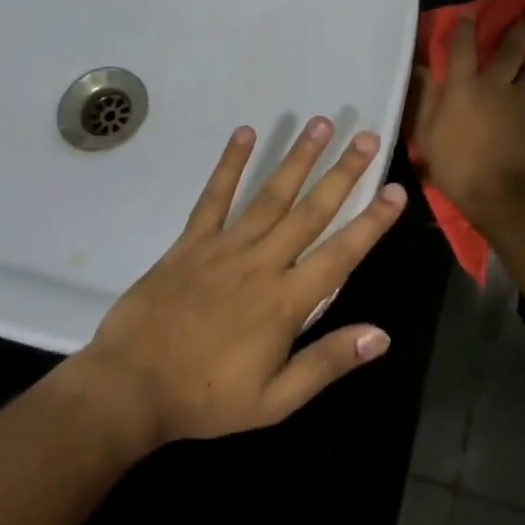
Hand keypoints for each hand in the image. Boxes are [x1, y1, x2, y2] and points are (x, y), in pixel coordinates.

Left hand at [69, 117, 406, 449]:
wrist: (129, 388)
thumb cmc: (206, 398)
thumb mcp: (275, 400)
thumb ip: (327, 363)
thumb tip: (381, 335)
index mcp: (286, 302)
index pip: (340, 254)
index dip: (371, 222)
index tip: (396, 190)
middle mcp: (261, 263)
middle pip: (310, 211)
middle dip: (343, 173)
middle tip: (367, 137)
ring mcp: (224, 247)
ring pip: (270, 195)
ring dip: (298, 158)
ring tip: (321, 124)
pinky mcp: (190, 242)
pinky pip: (214, 197)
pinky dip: (230, 164)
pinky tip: (245, 133)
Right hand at [410, 14, 524, 222]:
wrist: (502, 193)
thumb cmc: (456, 165)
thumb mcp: (426, 136)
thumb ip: (424, 101)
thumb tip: (422, 72)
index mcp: (463, 86)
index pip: (463, 46)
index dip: (464, 27)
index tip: (468, 14)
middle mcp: (494, 85)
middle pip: (510, 49)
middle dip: (515, 30)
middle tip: (520, 17)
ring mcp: (519, 100)